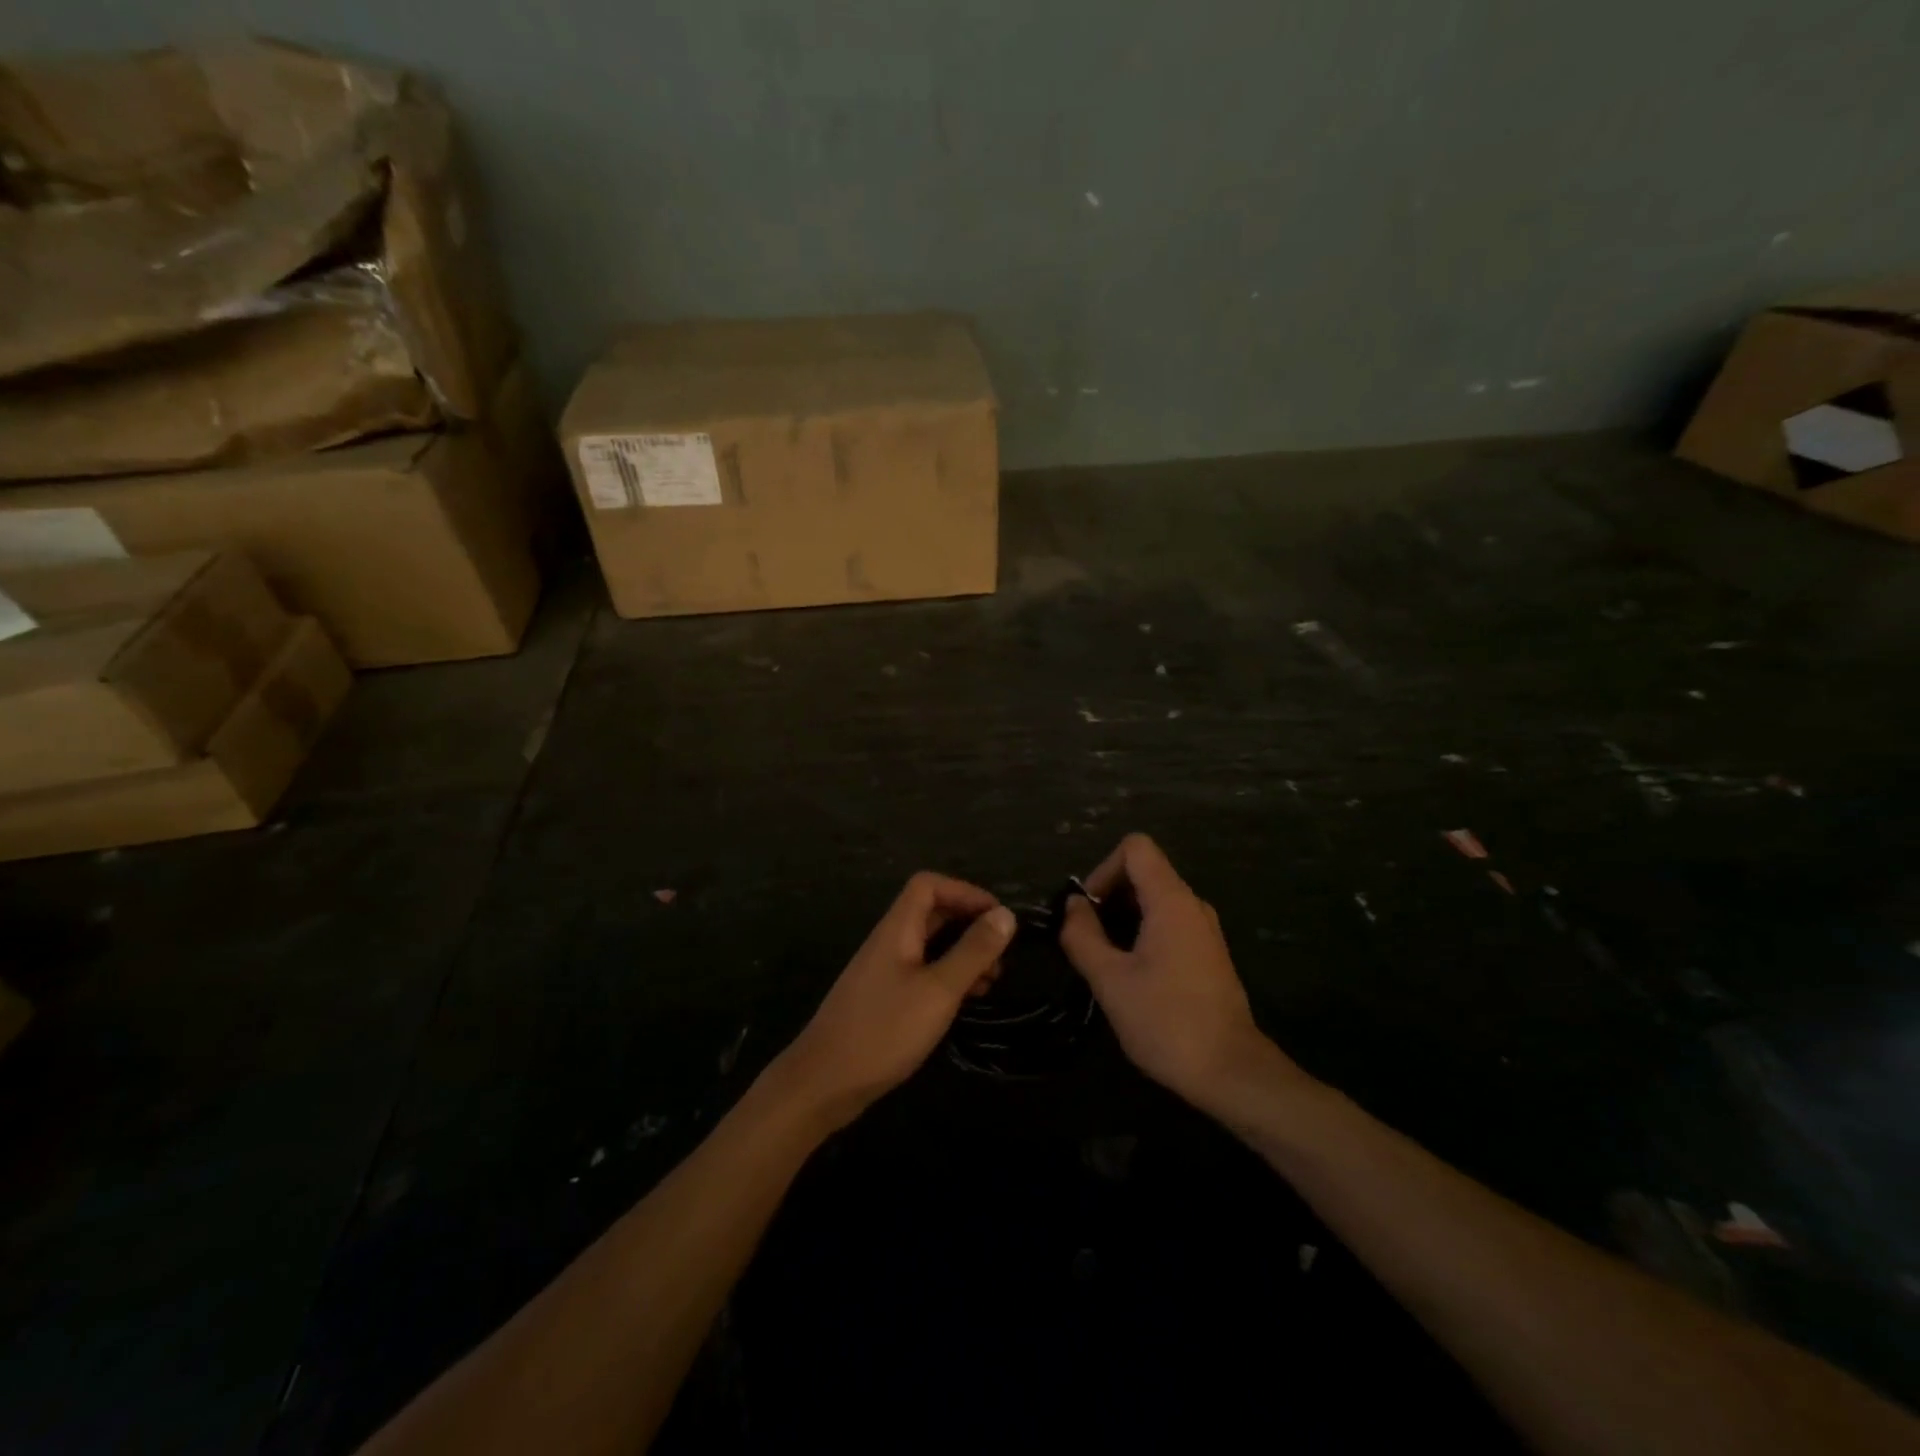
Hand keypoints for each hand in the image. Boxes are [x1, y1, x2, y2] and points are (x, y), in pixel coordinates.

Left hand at [772, 872, 1014, 1130]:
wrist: (823, 1083)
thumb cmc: (884, 1031)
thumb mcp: (938, 991)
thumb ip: (972, 951)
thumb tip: (1005, 914)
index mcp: (897, 929)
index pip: (929, 885)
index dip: (965, 891)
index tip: (998, 917)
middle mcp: (889, 942)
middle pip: (931, 912)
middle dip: (970, 924)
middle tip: (1001, 953)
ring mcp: (884, 971)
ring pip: (929, 944)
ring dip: (963, 953)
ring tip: (992, 980)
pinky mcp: (884, 998)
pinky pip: (922, 971)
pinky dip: (948, 977)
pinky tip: (965, 1001)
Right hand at [1060, 834, 1306, 1116]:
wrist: (1230, 1072)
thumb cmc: (1165, 1021)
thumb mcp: (1110, 980)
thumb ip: (1083, 935)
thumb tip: (1072, 905)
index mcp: (1172, 901)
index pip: (1136, 848)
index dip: (1104, 869)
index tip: (1088, 909)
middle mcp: (1193, 905)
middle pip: (1145, 871)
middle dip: (1109, 895)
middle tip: (1087, 937)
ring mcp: (1205, 930)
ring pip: (1156, 899)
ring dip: (1124, 917)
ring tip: (1105, 958)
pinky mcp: (1209, 954)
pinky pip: (1170, 923)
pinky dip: (1144, 932)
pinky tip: (1132, 973)